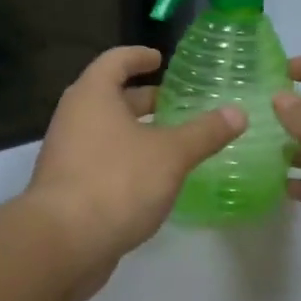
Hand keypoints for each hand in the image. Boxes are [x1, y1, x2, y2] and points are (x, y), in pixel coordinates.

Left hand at [26, 46, 245, 293]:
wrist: (62, 244)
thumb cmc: (117, 182)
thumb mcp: (170, 154)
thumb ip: (205, 132)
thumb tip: (238, 112)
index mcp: (93, 96)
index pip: (115, 60)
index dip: (138, 57)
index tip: (159, 59)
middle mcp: (74, 118)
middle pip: (110, 97)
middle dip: (144, 100)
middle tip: (177, 103)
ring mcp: (67, 155)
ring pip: (107, 132)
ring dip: (137, 133)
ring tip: (173, 141)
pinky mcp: (68, 188)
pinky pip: (102, 161)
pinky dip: (127, 160)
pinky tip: (154, 179)